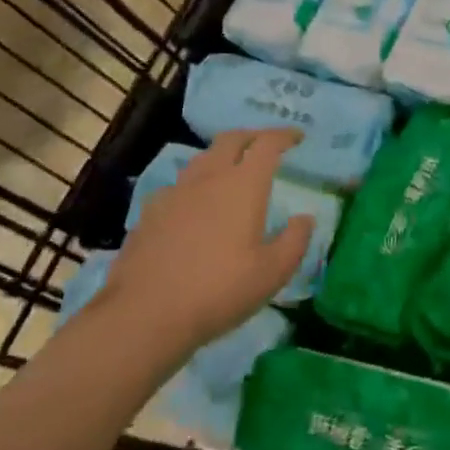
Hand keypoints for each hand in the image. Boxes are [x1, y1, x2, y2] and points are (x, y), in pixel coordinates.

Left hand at [96, 129, 313, 362]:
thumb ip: (295, 240)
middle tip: (265, 145)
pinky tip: (194, 205)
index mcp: (243, 185)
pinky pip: (179, 185)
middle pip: (231, 139)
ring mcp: (175, 192)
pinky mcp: (150, 212)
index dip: (284, 136)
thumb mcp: (272, 273)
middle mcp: (209, 178)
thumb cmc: (219, 290)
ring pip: (202, 158)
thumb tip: (304, 218)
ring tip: (231, 171)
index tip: (297, 137)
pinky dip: (195, 184)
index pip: (267, 144)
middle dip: (252, 136)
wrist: (145, 314)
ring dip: (222, 156)